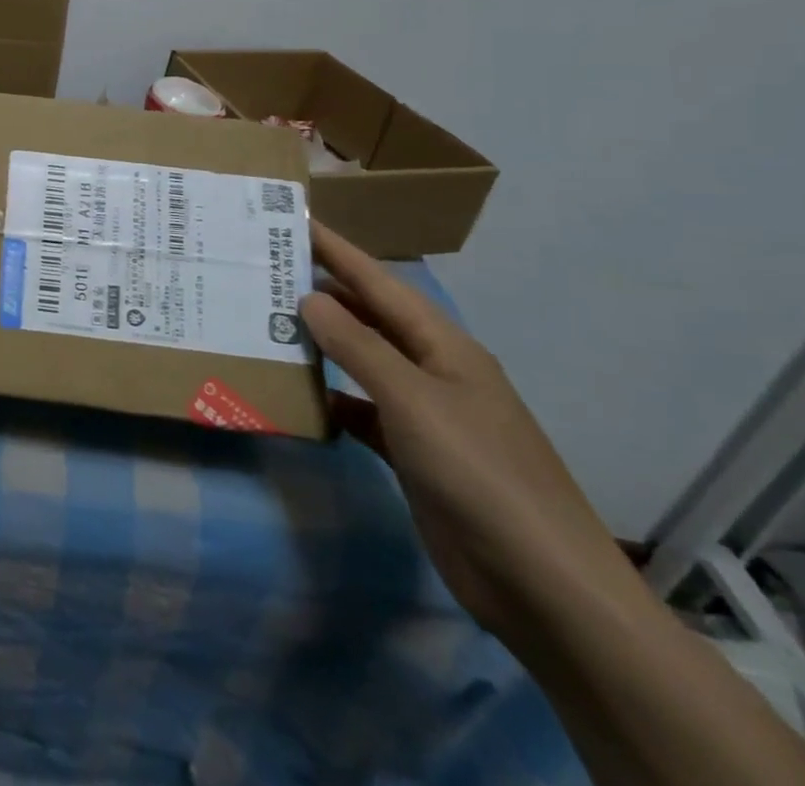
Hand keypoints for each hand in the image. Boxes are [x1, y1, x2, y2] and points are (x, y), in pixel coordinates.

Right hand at [298, 220, 637, 645]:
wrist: (541, 585)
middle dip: (320, 291)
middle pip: (368, 317)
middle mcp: (432, 370)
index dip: (335, 249)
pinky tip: (296, 395)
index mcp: (442, 345)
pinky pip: (360, 410)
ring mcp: (424, 414)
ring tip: (265, 322)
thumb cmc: (478, 473)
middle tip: (262, 269)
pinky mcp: (413, 454)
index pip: (377, 281)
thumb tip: (308, 298)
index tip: (290, 219)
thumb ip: (356, 345)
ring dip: (320, 344)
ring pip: (361, 362)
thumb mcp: (412, 399)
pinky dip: (330, 399)